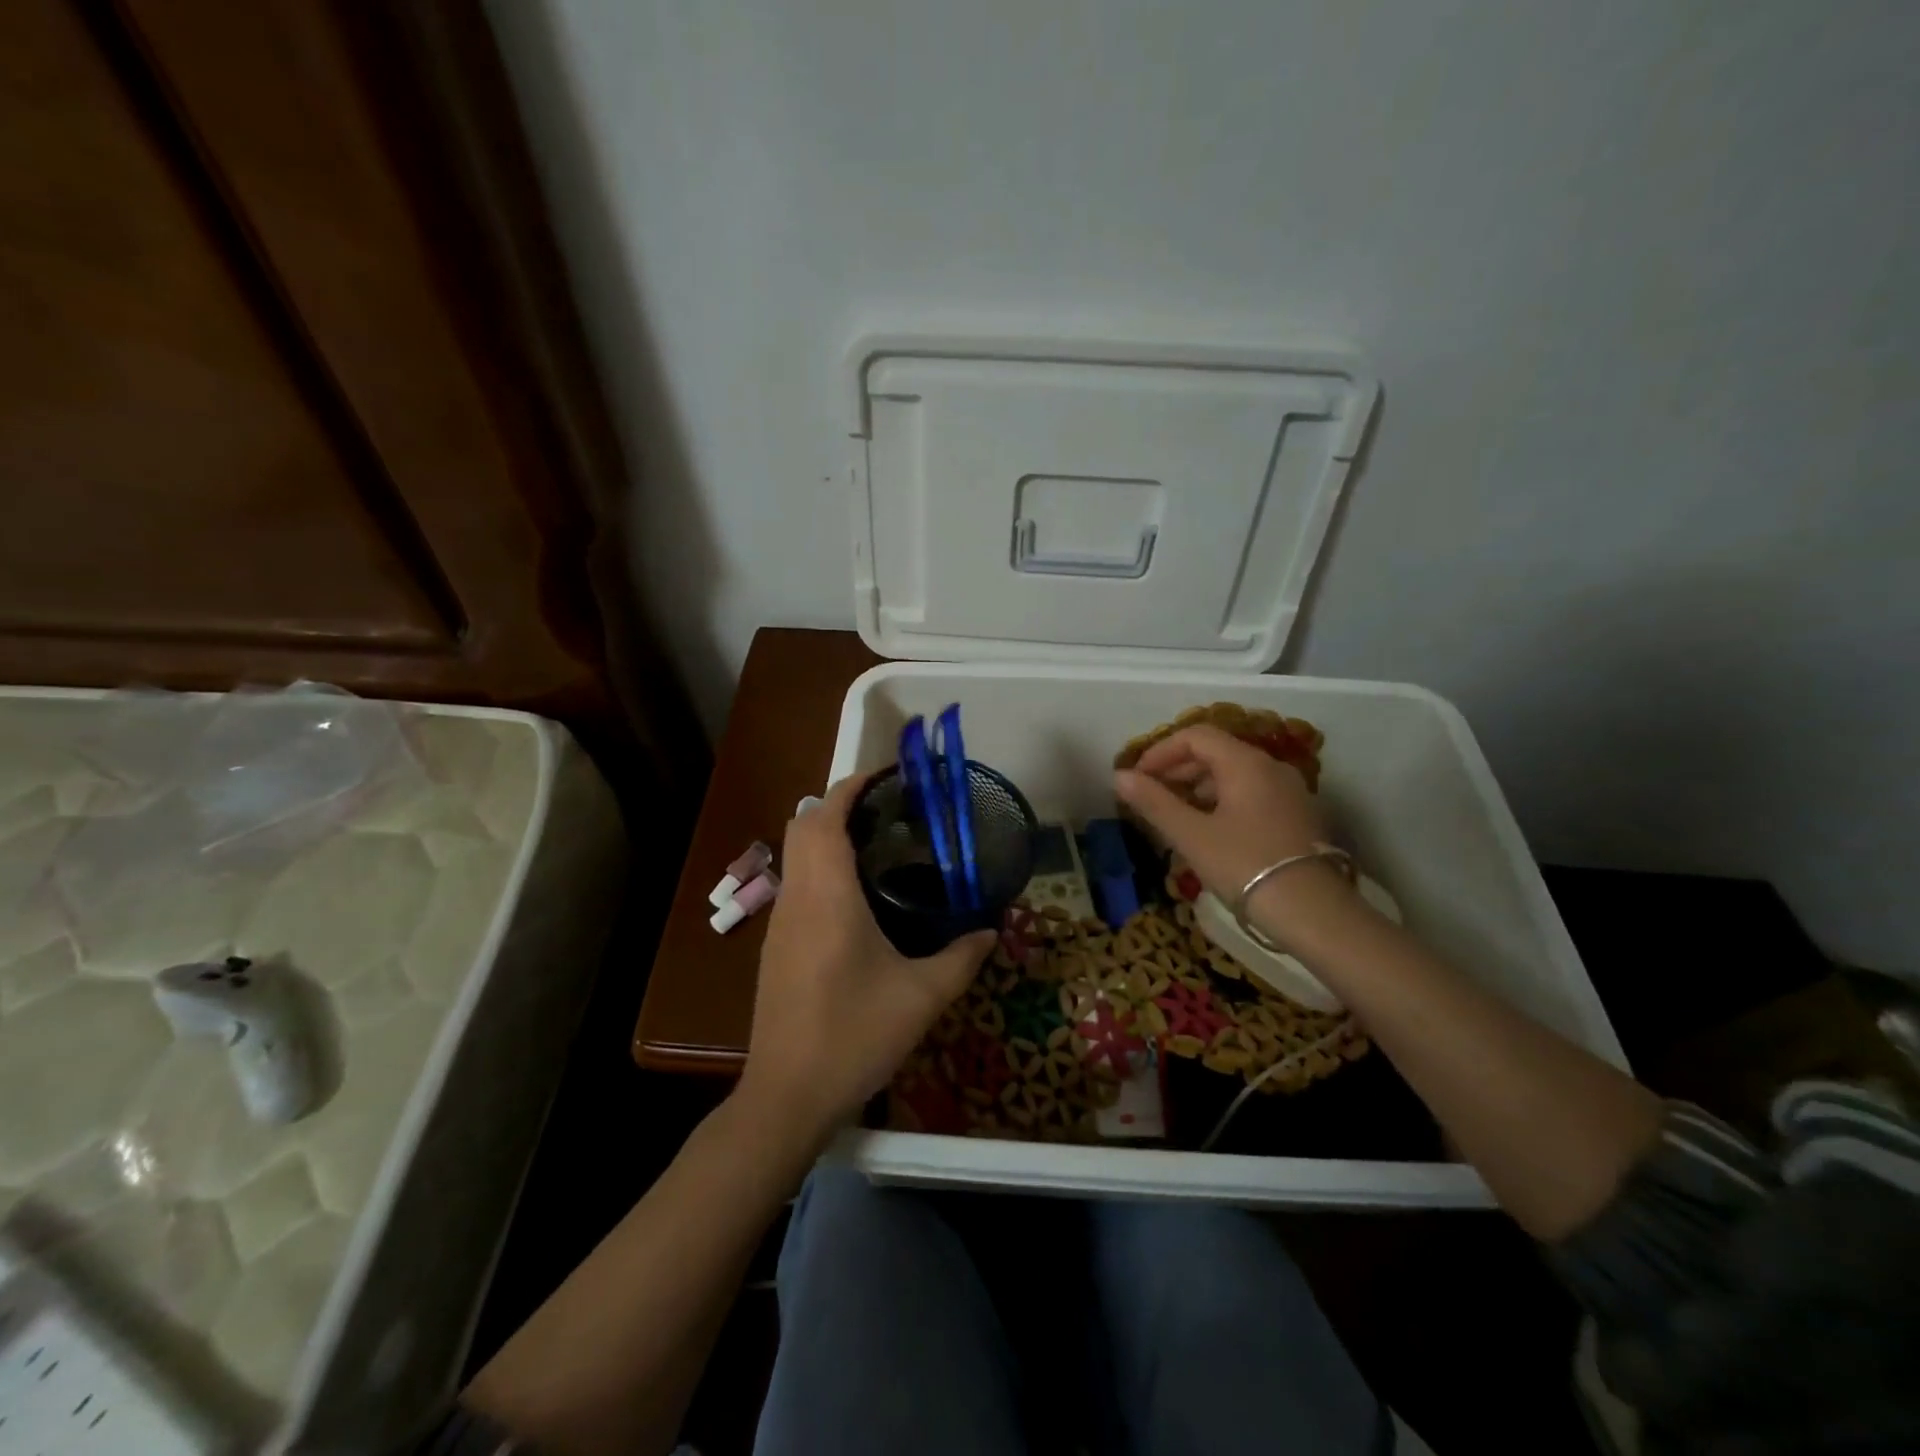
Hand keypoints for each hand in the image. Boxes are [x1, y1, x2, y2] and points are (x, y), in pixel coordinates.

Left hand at [741, 774, 995, 1140]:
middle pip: (803, 825)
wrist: (788, 1095)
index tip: (886, 776)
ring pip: (795, 854)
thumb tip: (991, 930)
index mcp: (827, 895)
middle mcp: (797, 897)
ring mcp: (780, 921)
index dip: (852, 786)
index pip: (826, 816)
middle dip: (839, 804)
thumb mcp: (922, 997)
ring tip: (879, 845)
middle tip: (888, 811)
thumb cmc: (854, 1035)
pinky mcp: (776, 944)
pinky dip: (820, 866)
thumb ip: (962, 958)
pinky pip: (796, 883)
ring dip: (827, 835)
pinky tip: (857, 898)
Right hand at [1114, 724, 1359, 941]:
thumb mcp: (1191, 835)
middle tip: (1150, 797)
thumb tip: (1119, 777)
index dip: (1160, 752)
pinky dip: (1222, 801)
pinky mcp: (1297, 816)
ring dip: (1198, 787)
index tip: (1137, 779)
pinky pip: (1252, 794)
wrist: (1313, 913)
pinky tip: (1209, 830)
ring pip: (1234, 774)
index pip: (1195, 736)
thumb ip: (1154, 802)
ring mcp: (1289, 792)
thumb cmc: (1245, 866)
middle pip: (1216, 752)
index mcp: (1245, 763)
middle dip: (1177, 769)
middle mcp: (1271, 767)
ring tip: (1175, 816)